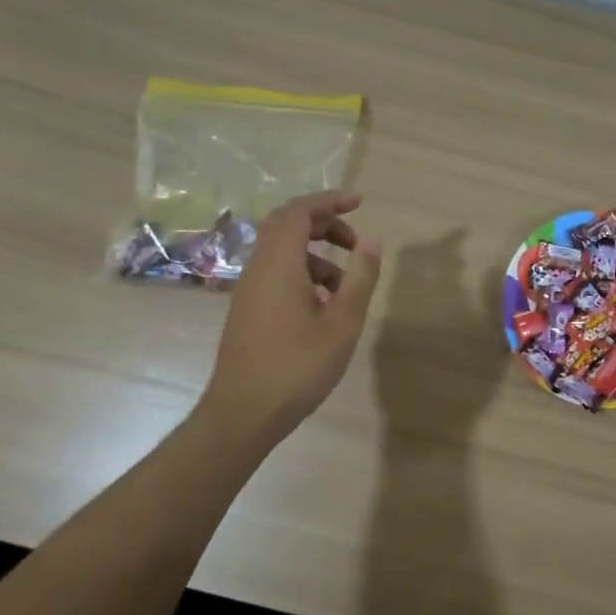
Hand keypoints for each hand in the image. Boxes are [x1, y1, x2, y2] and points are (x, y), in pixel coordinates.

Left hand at [204, 192, 382, 443]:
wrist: (243, 414)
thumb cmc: (297, 368)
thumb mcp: (342, 324)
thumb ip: (360, 278)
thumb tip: (372, 241)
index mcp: (279, 264)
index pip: (299, 211)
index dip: (329, 200)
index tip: (360, 203)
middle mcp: (258, 268)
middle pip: (287, 225)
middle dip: (324, 224)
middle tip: (356, 241)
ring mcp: (249, 289)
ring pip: (282, 251)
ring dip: (317, 254)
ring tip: (347, 285)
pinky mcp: (248, 309)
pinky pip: (276, 273)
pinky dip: (303, 273)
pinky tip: (324, 306)